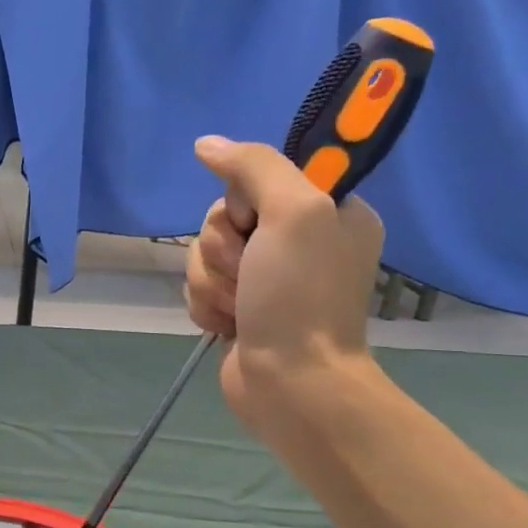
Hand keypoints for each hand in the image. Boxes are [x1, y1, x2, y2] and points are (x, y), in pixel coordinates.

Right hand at [185, 136, 383, 431]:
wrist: (293, 383)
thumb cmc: (301, 296)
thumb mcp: (294, 211)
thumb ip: (253, 166)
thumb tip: (206, 144)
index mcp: (327, 210)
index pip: (257, 177)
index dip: (243, 201)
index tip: (256, 223)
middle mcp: (298, 239)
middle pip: (222, 216)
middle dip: (223, 248)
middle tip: (249, 272)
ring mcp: (266, 277)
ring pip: (204, 253)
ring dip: (212, 280)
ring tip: (240, 307)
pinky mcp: (239, 307)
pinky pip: (199, 285)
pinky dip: (207, 304)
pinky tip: (228, 324)